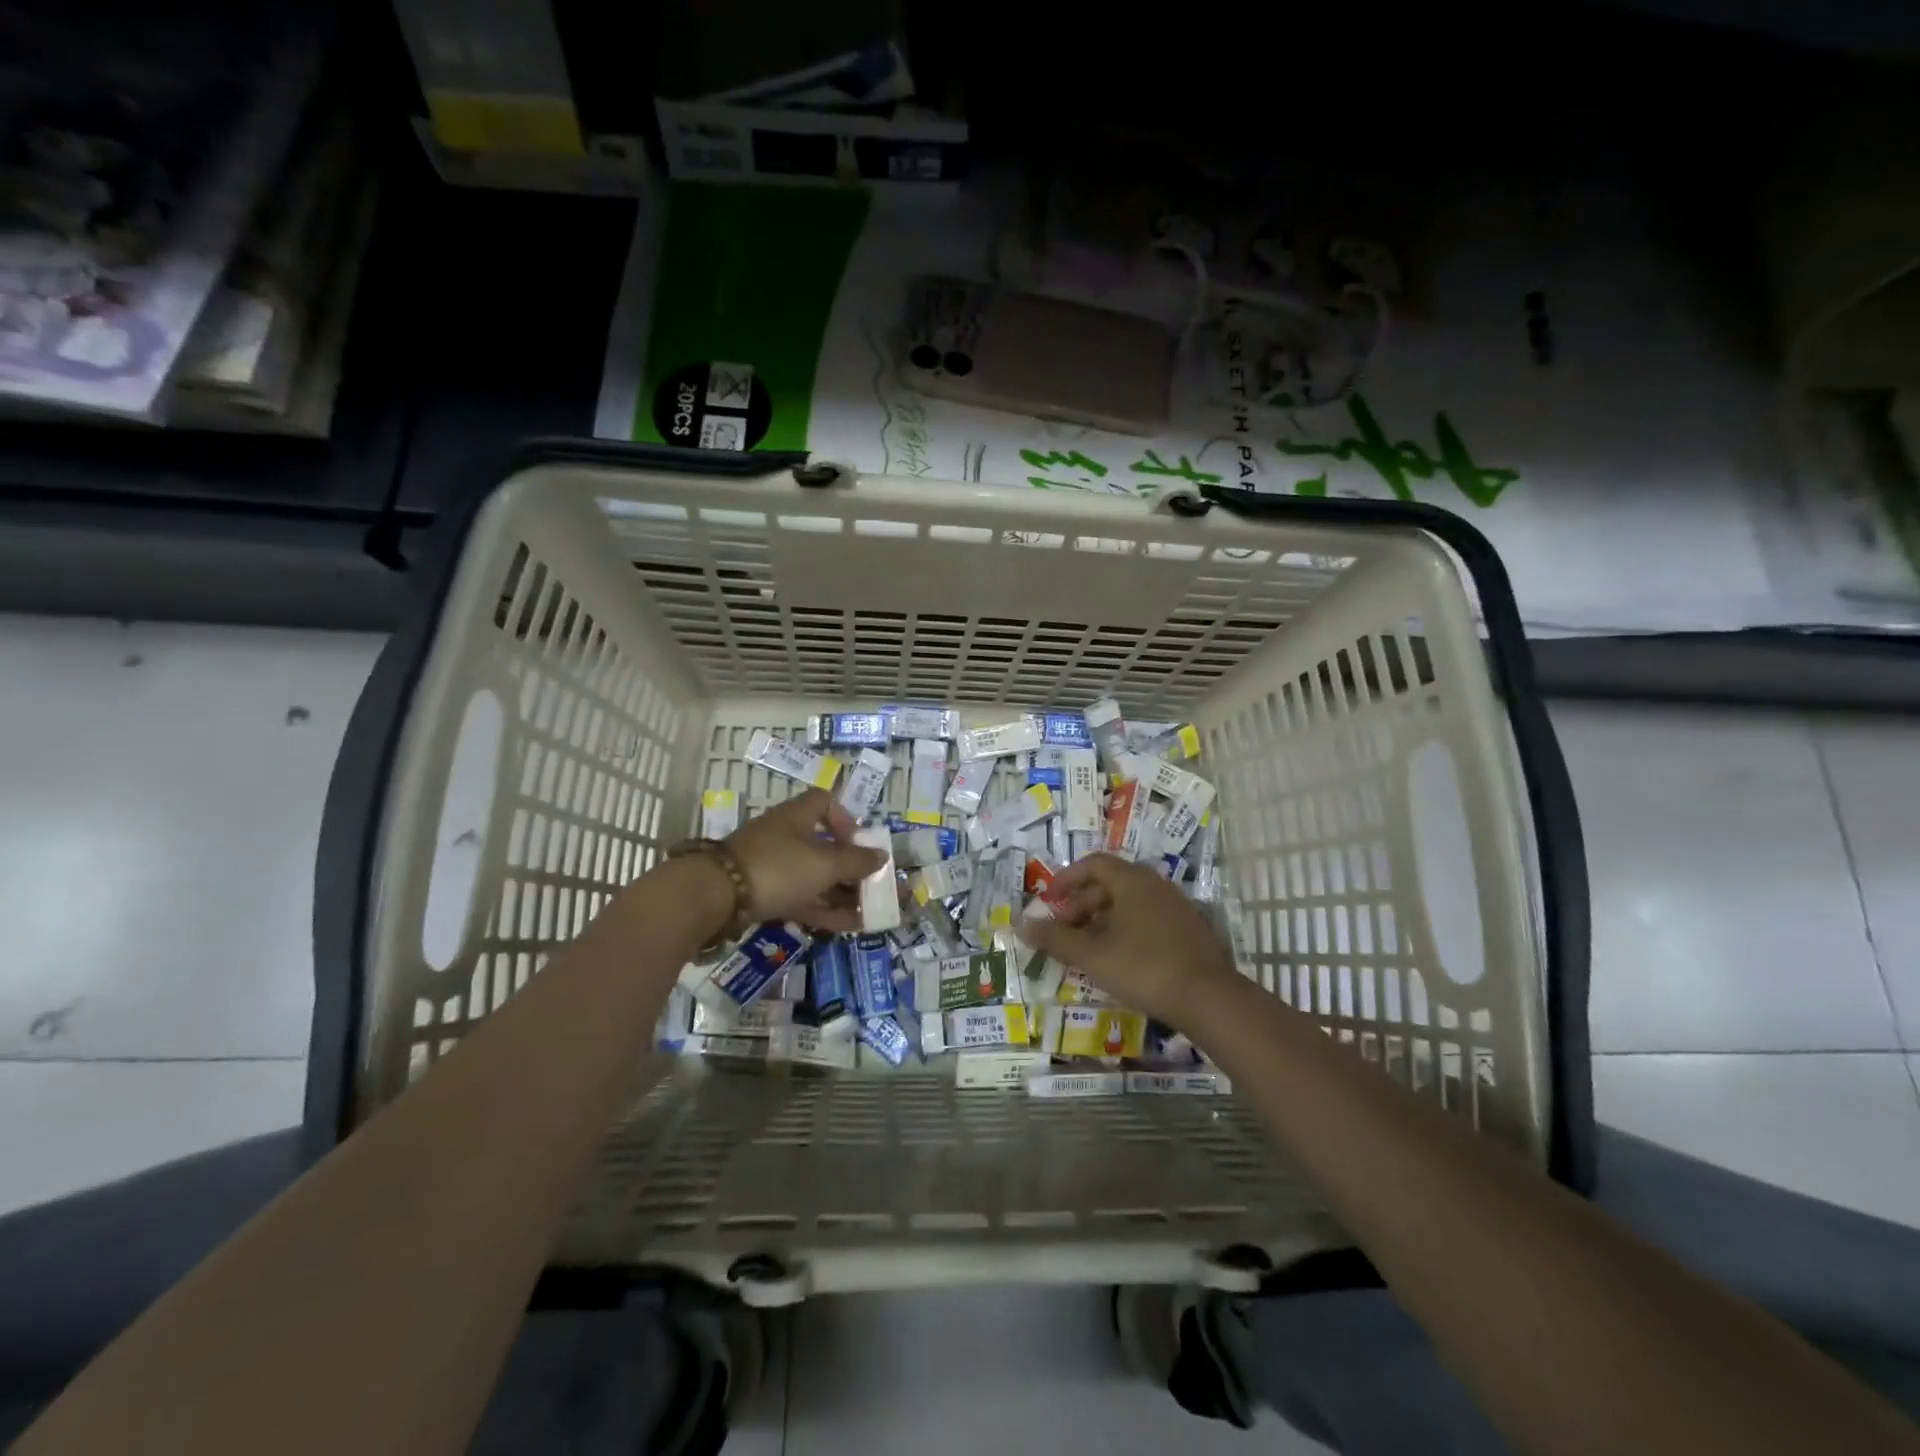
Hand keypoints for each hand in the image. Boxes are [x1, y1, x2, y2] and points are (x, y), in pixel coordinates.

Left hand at [724, 789, 886, 933]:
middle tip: (875, 886)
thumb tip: (881, 856)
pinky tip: (850, 926)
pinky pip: (803, 898)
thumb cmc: (779, 867)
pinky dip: (826, 910)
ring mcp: (774, 866)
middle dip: (852, 868)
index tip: (859, 842)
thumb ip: (857, 861)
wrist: (717, 896)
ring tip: (871, 912)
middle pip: (825, 846)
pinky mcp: (765, 894)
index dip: (846, 819)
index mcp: (798, 816)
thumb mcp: (825, 864)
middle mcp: (786, 836)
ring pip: (816, 877)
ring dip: (843, 894)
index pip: (825, 803)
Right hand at [1019, 853, 1241, 1025]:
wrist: (1208, 998)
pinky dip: (1124, 929)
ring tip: (1086, 948)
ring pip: (1129, 902)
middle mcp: (1155, 885)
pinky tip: (1118, 958)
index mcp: (1132, 881)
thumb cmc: (1144, 968)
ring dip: (1102, 919)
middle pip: (1110, 883)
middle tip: (1064, 931)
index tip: (1049, 899)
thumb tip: (1023, 927)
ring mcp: (1175, 906)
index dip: (1067, 878)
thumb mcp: (1092, 955)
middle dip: (1081, 904)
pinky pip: (1147, 917)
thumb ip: (1056, 939)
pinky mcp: (1188, 929)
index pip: (1093, 863)